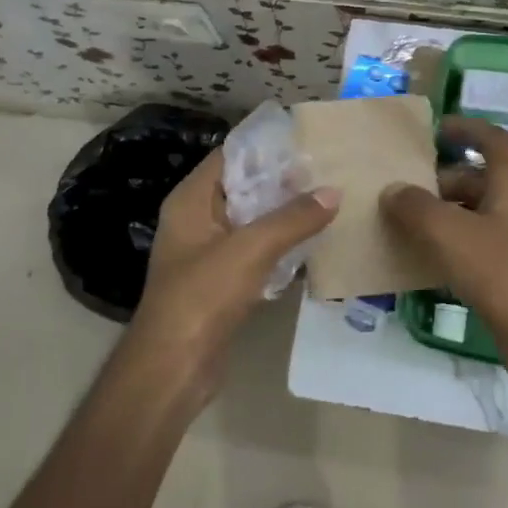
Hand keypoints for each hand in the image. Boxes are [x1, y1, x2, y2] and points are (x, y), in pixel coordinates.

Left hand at [132, 148, 338, 397]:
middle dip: (281, 180)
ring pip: (251, 221)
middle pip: (242, 187)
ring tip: (327, 201)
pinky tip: (312, 243)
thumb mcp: (251, 249)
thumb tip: (333, 192)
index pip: (229, 156)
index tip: (305, 140)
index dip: (264, 147)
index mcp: (191, 201)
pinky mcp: (221, 283)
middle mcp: (196, 220)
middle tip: (325, 170)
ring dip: (283, 214)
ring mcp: (208, 253)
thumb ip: (293, 218)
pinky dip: (279, 245)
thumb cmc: (203, 296)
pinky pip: (254, 252)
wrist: (174, 367)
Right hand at [379, 116, 507, 364]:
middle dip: (440, 180)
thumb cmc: (500, 271)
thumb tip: (392, 191)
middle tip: (403, 188)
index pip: (491, 138)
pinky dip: (453, 241)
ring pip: (476, 211)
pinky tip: (424, 257)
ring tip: (404, 222)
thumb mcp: (449, 233)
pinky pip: (479, 241)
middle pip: (479, 177)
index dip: (464, 128)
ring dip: (443, 213)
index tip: (433, 130)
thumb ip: (415, 206)